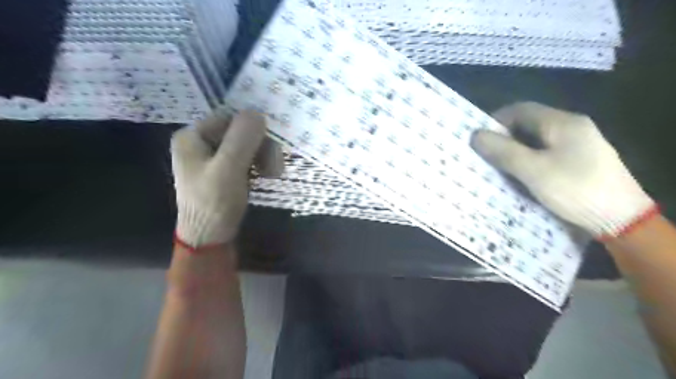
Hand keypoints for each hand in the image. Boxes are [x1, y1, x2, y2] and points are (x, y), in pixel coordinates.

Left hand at [172, 111, 270, 249]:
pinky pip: (247, 157)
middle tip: (275, 165)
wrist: (209, 238)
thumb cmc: (213, 204)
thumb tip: (258, 112)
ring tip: (274, 173)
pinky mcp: (224, 170)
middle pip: (239, 131)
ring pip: (247, 145)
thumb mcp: (228, 169)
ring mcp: (213, 158)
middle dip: (261, 146)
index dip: (252, 128)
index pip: (229, 118)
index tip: (271, 146)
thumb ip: (242, 139)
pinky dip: (259, 164)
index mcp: (192, 136)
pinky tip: (267, 175)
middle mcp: (201, 143)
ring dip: (264, 156)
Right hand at [472, 100, 655, 235]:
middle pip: (529, 124)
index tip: (479, 138)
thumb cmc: (574, 189)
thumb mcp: (533, 170)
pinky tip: (522, 174)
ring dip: (515, 149)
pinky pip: (547, 152)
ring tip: (499, 166)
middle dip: (504, 137)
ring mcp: (579, 144)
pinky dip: (529, 159)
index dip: (496, 120)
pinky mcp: (580, 161)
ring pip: (537, 139)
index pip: (521, 109)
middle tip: (486, 154)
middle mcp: (572, 127)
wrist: (621, 219)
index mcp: (563, 123)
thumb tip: (475, 135)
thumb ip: (503, 151)